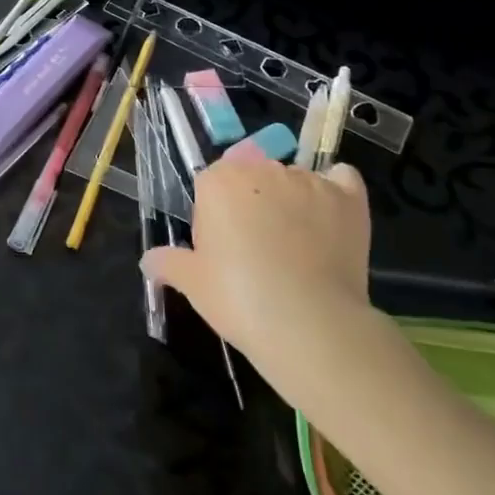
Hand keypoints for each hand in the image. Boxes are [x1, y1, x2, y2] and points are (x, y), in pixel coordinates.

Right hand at [141, 155, 376, 401]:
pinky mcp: (347, 198)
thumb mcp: (193, 284)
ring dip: (292, 201)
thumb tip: (148, 261)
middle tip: (256, 249)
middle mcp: (262, 170)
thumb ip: (168, 263)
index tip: (223, 247)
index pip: (212, 183)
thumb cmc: (239, 298)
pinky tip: (333, 215)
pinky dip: (336, 189)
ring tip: (299, 247)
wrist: (309, 324)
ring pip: (294, 179)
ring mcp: (308, 181)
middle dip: (253, 203)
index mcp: (219, 182)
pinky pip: (342, 178)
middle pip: (253, 176)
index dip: (216, 214)